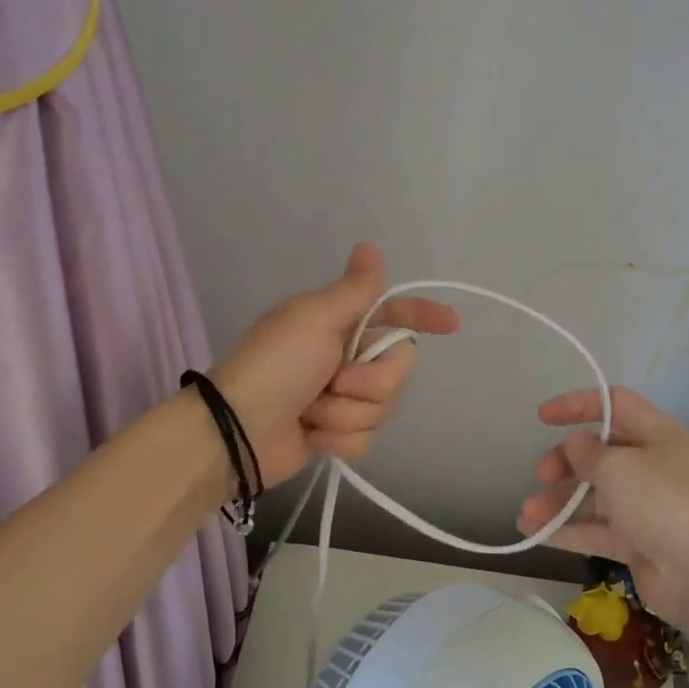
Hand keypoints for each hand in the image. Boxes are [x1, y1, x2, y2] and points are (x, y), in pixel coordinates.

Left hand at [211, 243, 458, 486]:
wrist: (236, 429)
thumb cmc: (276, 364)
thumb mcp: (315, 318)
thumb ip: (355, 290)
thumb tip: (369, 246)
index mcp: (342, 324)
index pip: (394, 314)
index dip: (423, 317)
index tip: (451, 324)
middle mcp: (348, 357)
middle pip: (398, 370)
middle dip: (369, 382)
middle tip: (334, 381)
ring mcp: (344, 399)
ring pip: (383, 408)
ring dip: (345, 413)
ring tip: (311, 412)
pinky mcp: (338, 434)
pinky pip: (366, 440)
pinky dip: (339, 441)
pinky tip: (312, 437)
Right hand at [517, 387, 688, 624]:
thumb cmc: (658, 501)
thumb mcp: (616, 466)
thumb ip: (587, 452)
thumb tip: (575, 445)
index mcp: (655, 433)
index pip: (613, 404)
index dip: (577, 404)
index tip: (542, 417)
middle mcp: (649, 464)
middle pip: (597, 452)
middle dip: (563, 462)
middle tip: (542, 475)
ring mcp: (642, 505)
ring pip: (591, 494)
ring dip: (557, 501)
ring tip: (527, 513)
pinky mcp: (634, 540)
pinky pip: (593, 528)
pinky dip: (564, 529)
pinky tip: (532, 531)